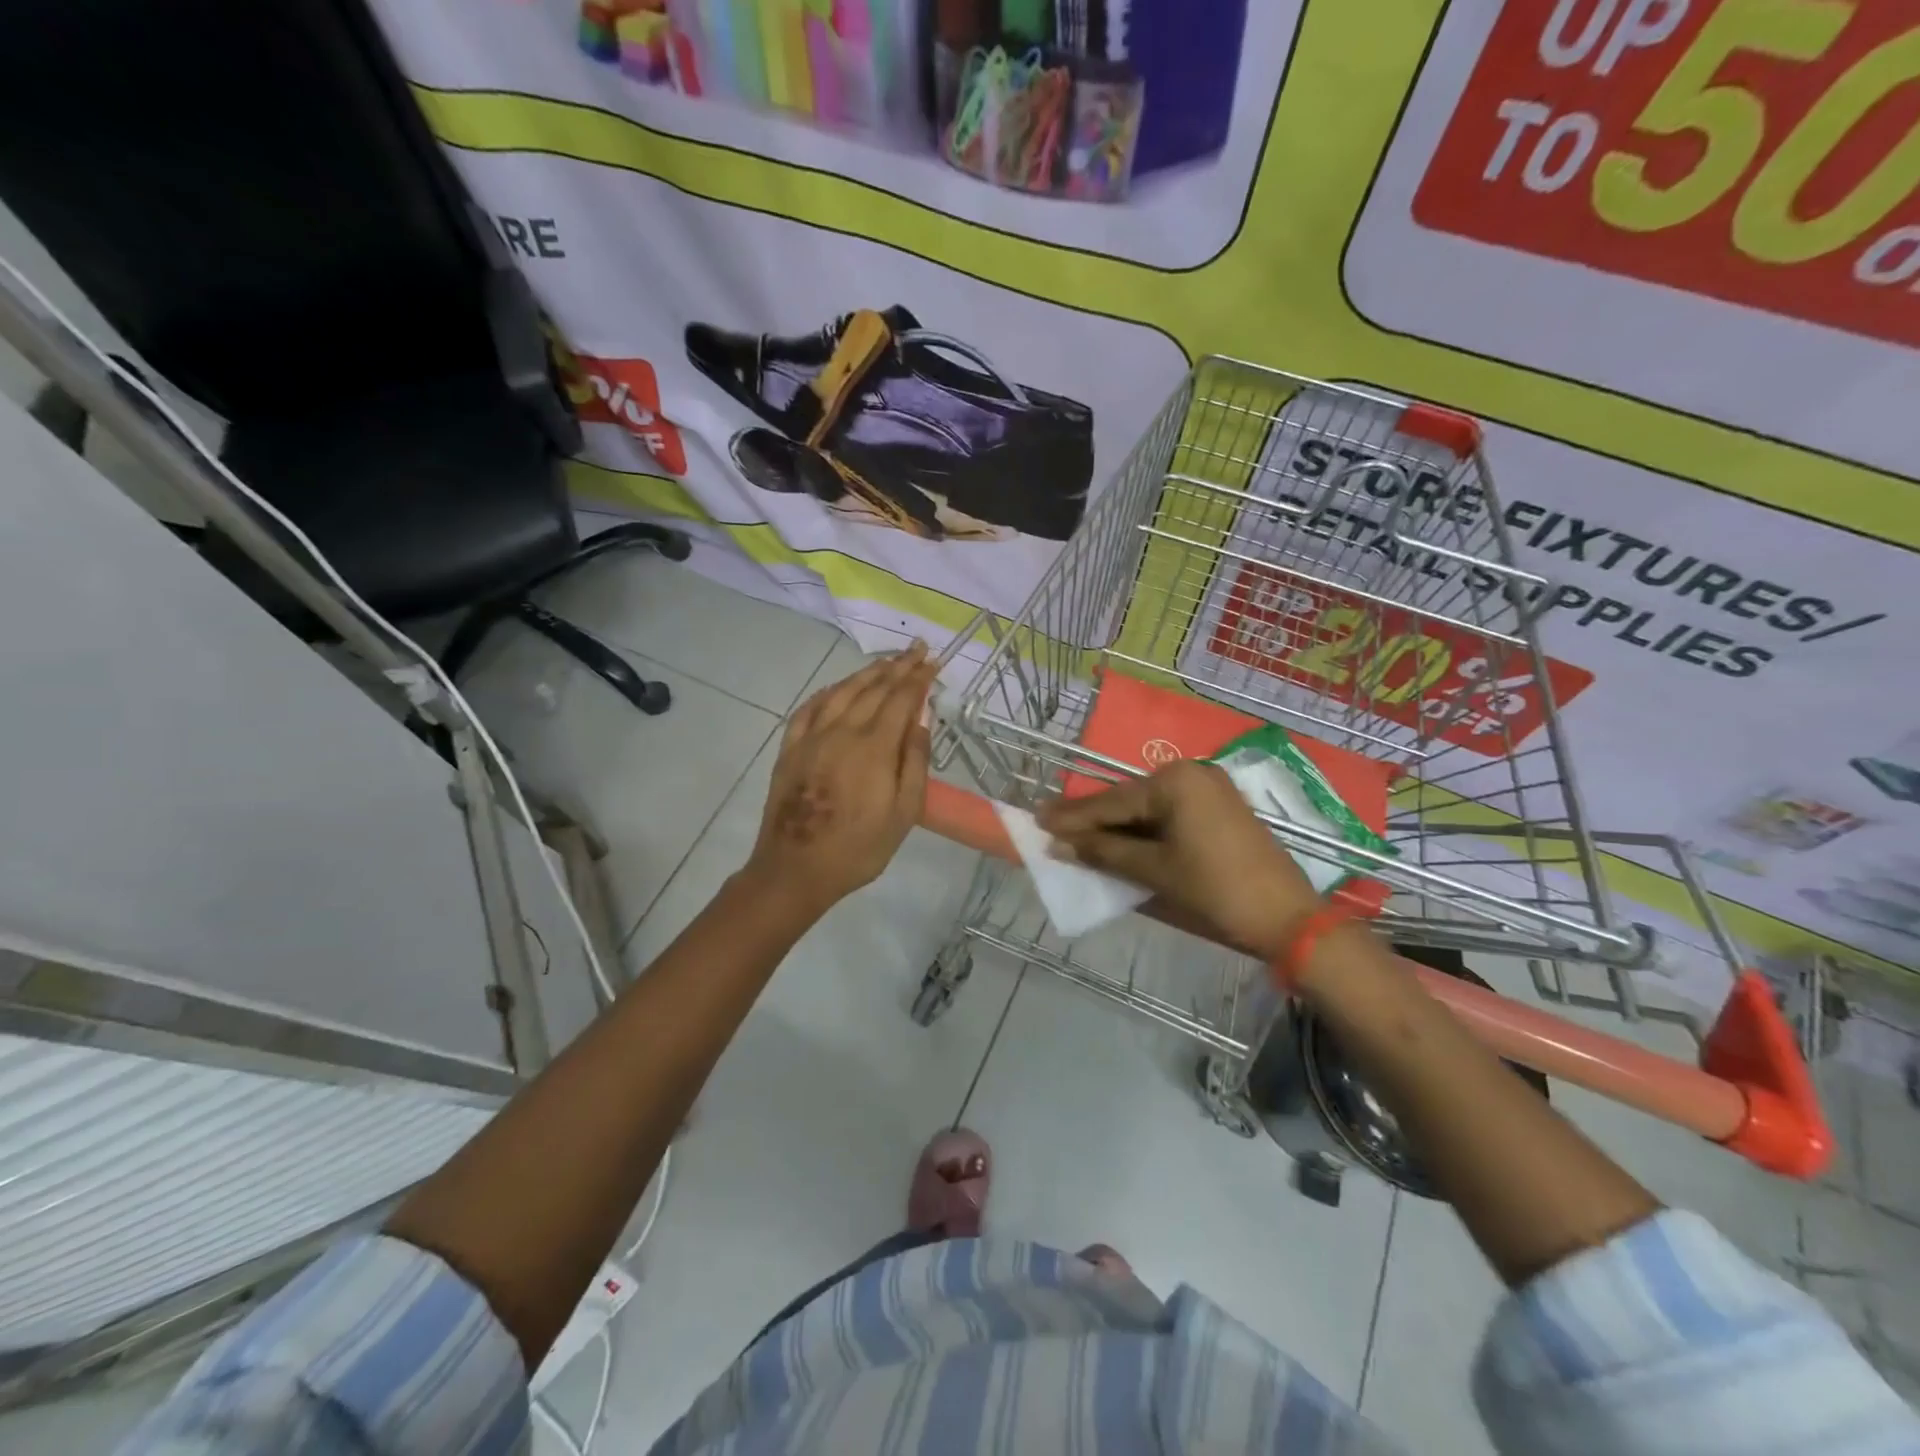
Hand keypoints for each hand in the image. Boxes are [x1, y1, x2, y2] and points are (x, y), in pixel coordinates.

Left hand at [745, 643, 939, 915]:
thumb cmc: (858, 848)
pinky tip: (837, 687)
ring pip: (841, 692)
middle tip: (915, 649)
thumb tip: (920, 722)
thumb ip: (914, 763)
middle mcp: (842, 731)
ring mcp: (811, 737)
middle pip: (873, 688)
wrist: (795, 869)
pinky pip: (809, 708)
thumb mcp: (903, 814)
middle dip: (898, 667)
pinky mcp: (790, 749)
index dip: (918, 678)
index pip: (901, 699)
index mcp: (873, 747)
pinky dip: (827, 692)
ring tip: (885, 661)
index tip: (932, 660)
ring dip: (866, 673)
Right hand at [1036, 760, 1320, 957]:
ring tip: (1076, 834)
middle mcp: (1191, 773)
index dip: (1072, 816)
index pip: (1111, 802)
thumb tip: (1057, 844)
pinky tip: (1118, 838)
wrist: (1289, 918)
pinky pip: (1169, 814)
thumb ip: (1104, 853)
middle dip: (1092, 819)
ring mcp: (1209, 789)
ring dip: (1116, 825)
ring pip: (1147, 808)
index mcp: (1175, 781)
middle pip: (1128, 800)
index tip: (1036, 818)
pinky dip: (1143, 829)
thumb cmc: (1217, 890)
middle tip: (1050, 825)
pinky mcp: (1219, 808)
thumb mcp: (1155, 871)